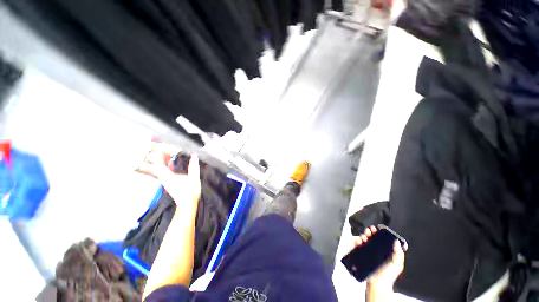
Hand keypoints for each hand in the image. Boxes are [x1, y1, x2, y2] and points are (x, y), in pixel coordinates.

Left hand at [137, 144, 200, 204]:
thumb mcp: (194, 177)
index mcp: (168, 175)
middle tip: (165, 148)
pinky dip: (166, 165)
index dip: (158, 153)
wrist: (187, 203)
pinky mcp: (168, 182)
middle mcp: (163, 177)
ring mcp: (165, 180)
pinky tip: (172, 162)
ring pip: (159, 168)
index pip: (158, 162)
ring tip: (169, 153)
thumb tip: (195, 156)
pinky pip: (163, 171)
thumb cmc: (190, 192)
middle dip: (159, 155)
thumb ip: (193, 166)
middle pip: (156, 164)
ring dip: (163, 160)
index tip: (161, 146)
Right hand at [352, 226, 404, 289]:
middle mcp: (374, 249)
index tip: (377, 228)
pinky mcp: (359, 253)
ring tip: (364, 237)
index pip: (379, 237)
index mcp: (383, 250)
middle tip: (369, 231)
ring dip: (362, 235)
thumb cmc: (388, 275)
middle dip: (369, 231)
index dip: (378, 231)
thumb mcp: (397, 264)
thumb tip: (396, 241)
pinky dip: (354, 240)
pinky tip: (357, 240)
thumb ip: (398, 254)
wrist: (377, 283)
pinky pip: (355, 244)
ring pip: (362, 239)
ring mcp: (366, 251)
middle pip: (370, 236)